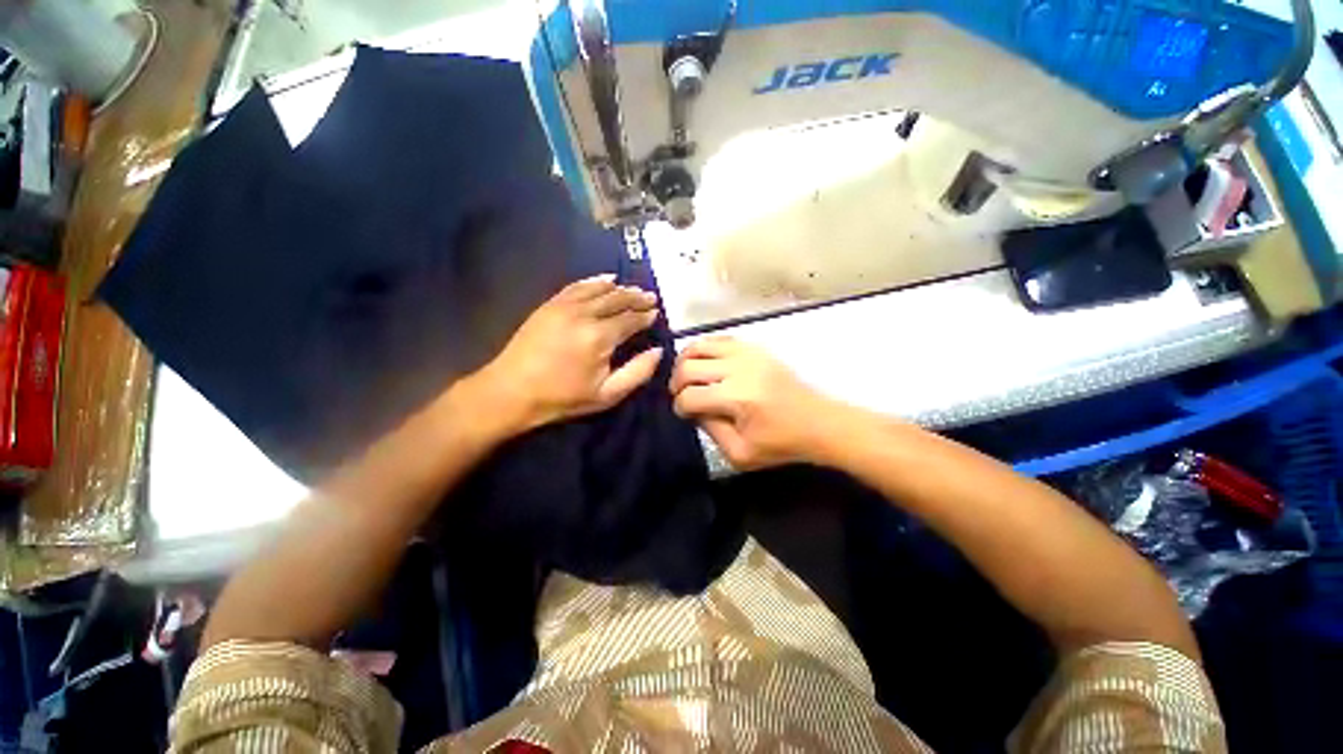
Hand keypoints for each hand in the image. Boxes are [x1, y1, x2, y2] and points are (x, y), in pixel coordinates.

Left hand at [461, 274, 662, 437]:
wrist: (512, 391)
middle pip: (617, 299)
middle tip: (650, 297)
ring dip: (619, 288)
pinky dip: (594, 281)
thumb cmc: (563, 398)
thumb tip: (658, 351)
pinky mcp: (549, 305)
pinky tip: (605, 279)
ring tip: (633, 288)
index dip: (645, 315)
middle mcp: (584, 314)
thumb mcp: (607, 395)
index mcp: (600, 337)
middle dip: (636, 297)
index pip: (630, 319)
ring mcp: (564, 306)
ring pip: (598, 289)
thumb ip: (637, 372)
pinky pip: (576, 286)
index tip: (656, 312)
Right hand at [670, 337, 836, 469]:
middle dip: (676, 383)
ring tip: (687, 377)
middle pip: (688, 367)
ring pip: (700, 346)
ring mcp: (748, 353)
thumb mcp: (740, 454)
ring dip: (686, 362)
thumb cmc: (781, 443)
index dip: (679, 407)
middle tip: (681, 396)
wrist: (819, 422)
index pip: (689, 396)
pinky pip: (719, 339)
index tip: (684, 414)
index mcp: (737, 398)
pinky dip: (704, 349)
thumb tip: (693, 409)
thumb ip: (710, 431)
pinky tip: (705, 364)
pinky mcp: (756, 347)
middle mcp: (740, 369)